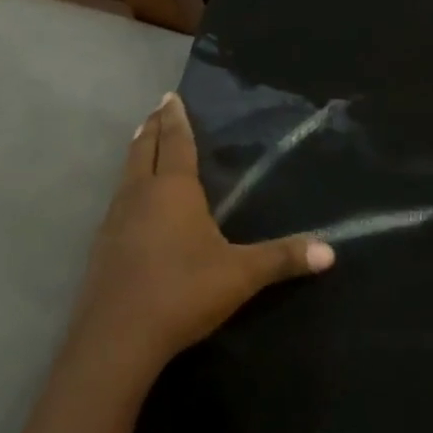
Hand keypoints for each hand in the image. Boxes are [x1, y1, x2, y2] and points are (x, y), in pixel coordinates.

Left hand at [72, 93, 334, 375]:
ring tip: (143, 143)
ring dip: (137, 154)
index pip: (177, 143)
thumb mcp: (240, 274)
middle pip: (144, 149)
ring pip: (126, 174)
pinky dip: (126, 187)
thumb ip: (282, 259)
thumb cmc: (183, 290)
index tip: (171, 96)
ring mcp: (115, 218)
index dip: (176, 119)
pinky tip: (130, 203)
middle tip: (157, 109)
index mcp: (173, 189)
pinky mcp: (102, 245)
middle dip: (153, 127)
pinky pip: (117, 201)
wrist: (118, 336)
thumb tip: (330, 251)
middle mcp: (140, 194)